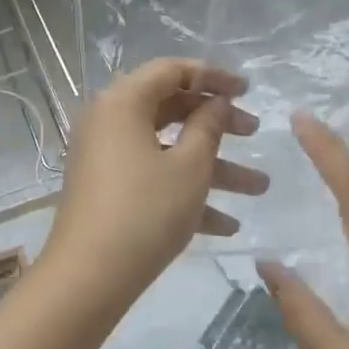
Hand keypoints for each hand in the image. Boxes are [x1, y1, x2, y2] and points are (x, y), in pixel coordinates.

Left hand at [43, 59, 267, 314]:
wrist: (88, 277)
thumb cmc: (145, 210)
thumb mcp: (190, 167)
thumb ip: (209, 126)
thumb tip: (216, 102)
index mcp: (123, 101)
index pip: (171, 71)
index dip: (213, 76)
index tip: (248, 90)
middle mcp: (108, 120)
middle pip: (170, 108)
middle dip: (217, 123)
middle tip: (255, 133)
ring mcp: (105, 156)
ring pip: (166, 148)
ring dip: (212, 166)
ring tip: (260, 187)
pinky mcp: (106, 188)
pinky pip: (151, 176)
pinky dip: (184, 191)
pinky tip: (226, 225)